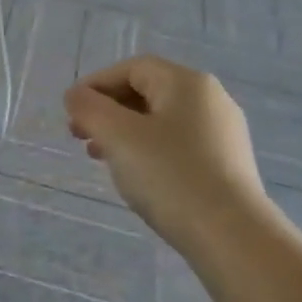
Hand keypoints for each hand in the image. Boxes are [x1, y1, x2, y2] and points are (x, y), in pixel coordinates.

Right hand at [64, 55, 269, 256]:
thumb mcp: (118, 136)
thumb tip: (75, 95)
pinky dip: (147, 150)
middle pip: (147, 91)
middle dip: (107, 110)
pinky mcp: (225, 163)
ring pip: (160, 120)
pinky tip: (134, 175)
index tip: (71, 111)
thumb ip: (89, 108)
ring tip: (99, 157)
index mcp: (187, 83)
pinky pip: (176, 144)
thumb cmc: (169, 175)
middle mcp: (210, 99)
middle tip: (79, 135)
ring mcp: (221, 132)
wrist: (230, 233)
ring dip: (123, 132)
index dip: (96, 84)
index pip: (132, 68)